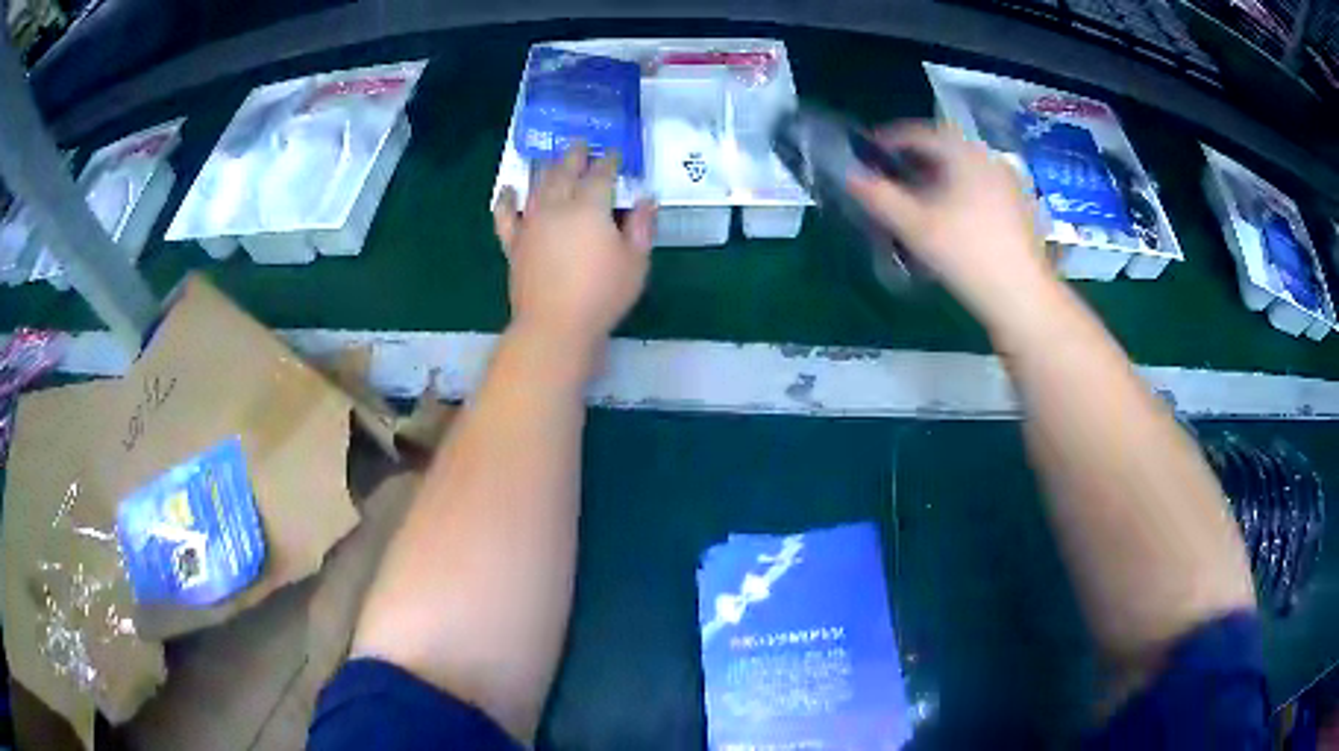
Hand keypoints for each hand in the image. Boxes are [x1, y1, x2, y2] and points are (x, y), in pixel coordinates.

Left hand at [493, 145, 656, 352]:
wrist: (554, 326)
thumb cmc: (603, 295)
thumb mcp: (635, 262)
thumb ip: (641, 226)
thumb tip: (645, 199)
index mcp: (590, 207)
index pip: (601, 174)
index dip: (609, 161)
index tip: (615, 153)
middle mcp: (557, 206)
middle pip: (565, 171)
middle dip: (575, 155)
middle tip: (581, 143)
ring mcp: (531, 223)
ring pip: (537, 185)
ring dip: (546, 167)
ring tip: (552, 158)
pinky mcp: (514, 243)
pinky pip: (505, 215)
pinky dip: (506, 199)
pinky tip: (508, 189)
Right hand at [847, 122, 1050, 322]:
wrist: (1023, 297)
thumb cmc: (968, 254)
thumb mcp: (916, 226)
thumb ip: (879, 197)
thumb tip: (849, 175)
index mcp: (965, 153)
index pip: (920, 132)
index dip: (889, 138)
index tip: (868, 149)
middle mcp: (989, 159)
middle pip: (944, 149)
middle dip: (913, 160)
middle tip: (889, 175)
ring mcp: (1008, 184)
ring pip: (962, 170)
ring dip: (935, 178)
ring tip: (916, 199)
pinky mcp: (1018, 209)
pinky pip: (979, 188)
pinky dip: (956, 193)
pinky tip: (948, 219)